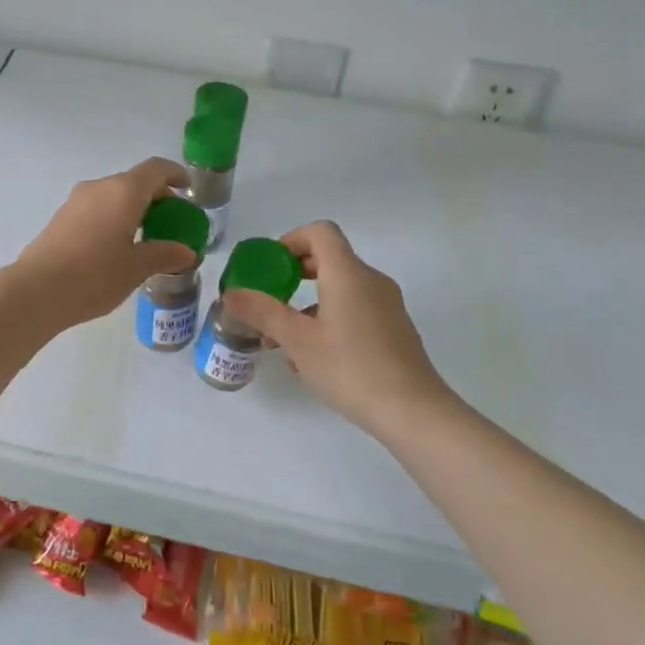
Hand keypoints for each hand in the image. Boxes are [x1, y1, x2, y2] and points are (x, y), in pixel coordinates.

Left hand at [14, 158, 197, 329]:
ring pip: (113, 195)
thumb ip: (164, 254)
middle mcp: (99, 187)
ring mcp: (76, 200)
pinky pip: (96, 207)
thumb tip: (187, 252)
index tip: (187, 189)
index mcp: (124, 191)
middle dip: (156, 197)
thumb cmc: (95, 276)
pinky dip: (114, 217)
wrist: (37, 290)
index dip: (175, 174)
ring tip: (145, 237)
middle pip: (134, 181)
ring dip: (133, 208)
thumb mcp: (136, 268)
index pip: (156, 169)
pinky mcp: (61, 217)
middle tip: (171, 221)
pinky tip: (116, 246)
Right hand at [223, 221, 457, 440]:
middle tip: (269, 298)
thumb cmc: (351, 368)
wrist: (414, 412)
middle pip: (329, 259)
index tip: (270, 267)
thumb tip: (231, 293)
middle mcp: (371, 281)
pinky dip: (329, 319)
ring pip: (340, 289)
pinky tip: (313, 358)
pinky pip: (355, 310)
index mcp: (348, 273)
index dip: (291, 240)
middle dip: (294, 274)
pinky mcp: (394, 330)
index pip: (320, 232)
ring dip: (308, 303)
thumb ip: (262, 312)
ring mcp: (387, 305)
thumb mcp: (297, 341)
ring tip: (283, 340)